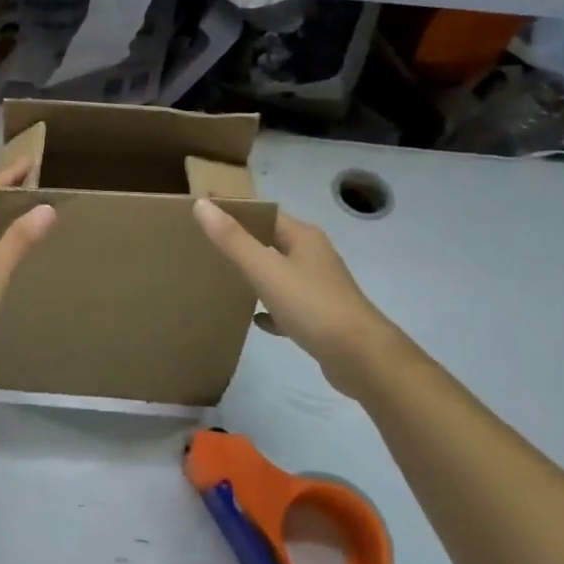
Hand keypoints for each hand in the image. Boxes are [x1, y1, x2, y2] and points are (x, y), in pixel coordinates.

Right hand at [193, 201, 401, 397]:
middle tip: (206, 243)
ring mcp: (320, 286)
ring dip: (256, 273)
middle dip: (242, 240)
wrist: (361, 358)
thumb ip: (233, 239)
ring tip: (224, 276)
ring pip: (280, 272)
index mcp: (303, 237)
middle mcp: (313, 255)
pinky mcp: (321, 316)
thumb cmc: (312, 305)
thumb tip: (202, 205)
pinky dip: (270, 308)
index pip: (264, 213)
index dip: (235, 210)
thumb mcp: (265, 270)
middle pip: (272, 240)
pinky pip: (288, 305)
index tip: (204, 210)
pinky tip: (255, 319)